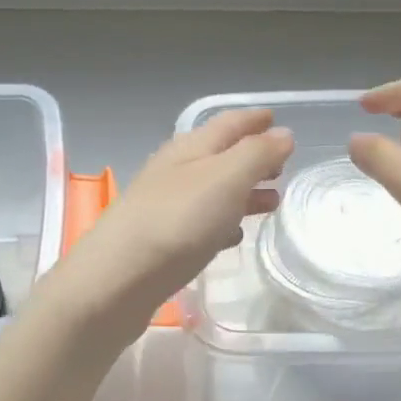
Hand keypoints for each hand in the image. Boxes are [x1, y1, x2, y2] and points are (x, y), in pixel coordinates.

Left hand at [39, 109, 292, 348]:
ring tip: (272, 201)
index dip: (254, 120)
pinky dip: (224, 221)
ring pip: (214, 190)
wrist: (116, 281)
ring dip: (243, 191)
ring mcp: (166, 206)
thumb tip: (283, 134)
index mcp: (190, 148)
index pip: (228, 123)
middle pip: (221, 156)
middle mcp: (176, 171)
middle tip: (283, 166)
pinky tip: (235, 235)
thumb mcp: (225, 179)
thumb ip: (257, 155)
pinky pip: (202, 222)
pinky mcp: (162, 241)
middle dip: (253, 157)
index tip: (278, 120)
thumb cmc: (177, 222)